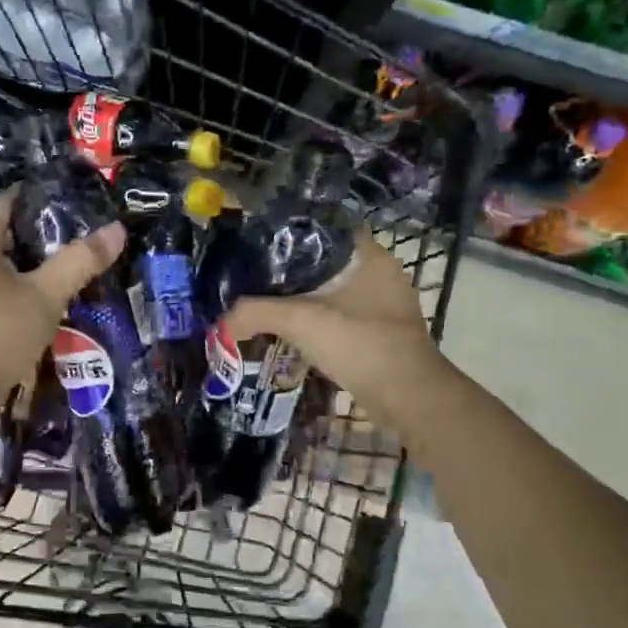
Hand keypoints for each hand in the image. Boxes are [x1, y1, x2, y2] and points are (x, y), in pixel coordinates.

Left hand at [0, 188, 124, 403]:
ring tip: (81, 260)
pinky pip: (6, 289)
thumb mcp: (46, 294)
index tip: (77, 194)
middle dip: (48, 231)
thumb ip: (80, 261)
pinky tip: (59, 296)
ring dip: (42, 263)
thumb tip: (117, 229)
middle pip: (10, 232)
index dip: (41, 194)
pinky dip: (31, 287)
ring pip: (10, 264)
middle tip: (89, 229)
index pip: (8, 201)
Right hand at [224, 230, 444, 417]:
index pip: (326, 230)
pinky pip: (344, 317)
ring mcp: (387, 306)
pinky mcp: (384, 334)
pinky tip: (296, 332)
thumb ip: (255, 313)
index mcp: (370, 256)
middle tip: (259, 278)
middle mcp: (382, 274)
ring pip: (337, 292)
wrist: (408, 397)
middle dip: (295, 272)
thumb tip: (220, 323)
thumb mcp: (300, 321)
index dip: (293, 235)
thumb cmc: (359, 344)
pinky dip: (321, 322)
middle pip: (329, 263)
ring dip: (308, 299)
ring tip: (271, 304)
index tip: (261, 246)